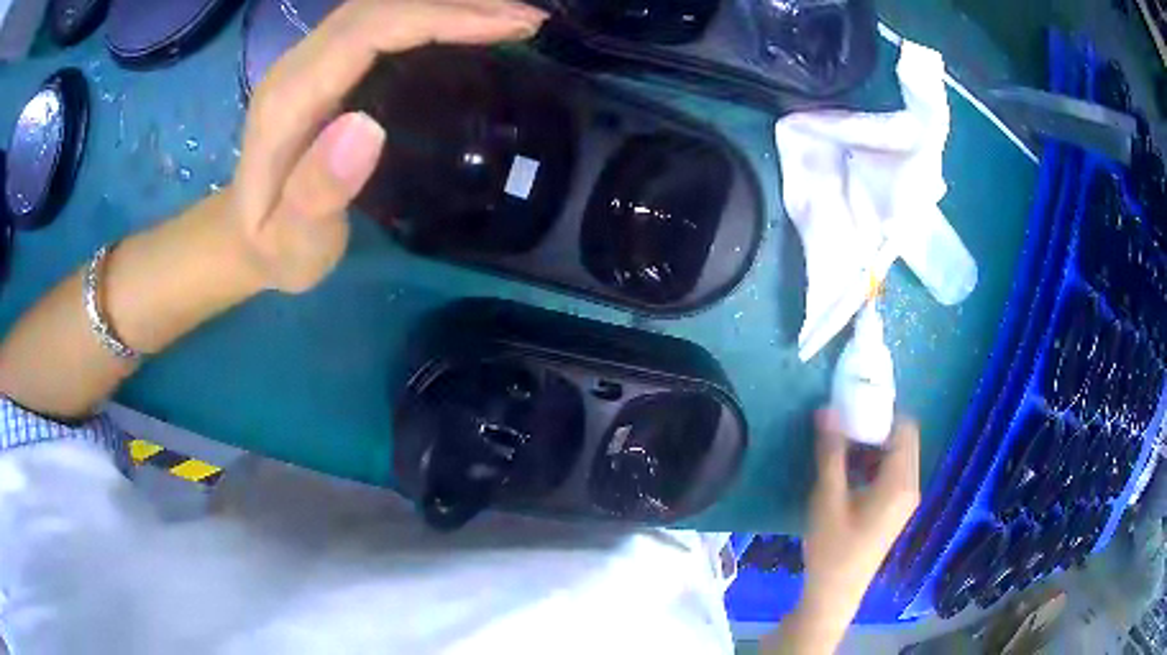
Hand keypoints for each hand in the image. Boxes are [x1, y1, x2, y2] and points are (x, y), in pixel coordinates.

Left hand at [226, 0, 546, 292]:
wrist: (241, 235)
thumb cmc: (274, 247)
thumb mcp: (293, 243)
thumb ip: (317, 194)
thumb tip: (366, 128)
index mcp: (290, 100)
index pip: (370, 31)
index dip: (441, 18)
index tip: (507, 28)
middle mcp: (298, 64)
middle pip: (380, 5)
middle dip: (459, 4)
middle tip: (526, 23)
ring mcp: (310, 59)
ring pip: (382, 5)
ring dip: (449, 4)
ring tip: (511, 20)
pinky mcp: (324, 63)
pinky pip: (381, 21)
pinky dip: (431, 15)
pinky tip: (467, 25)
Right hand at [803, 410, 920, 621]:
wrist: (835, 594)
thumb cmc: (833, 548)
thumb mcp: (828, 498)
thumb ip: (831, 453)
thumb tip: (827, 410)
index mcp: (901, 482)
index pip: (904, 428)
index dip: (882, 411)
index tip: (853, 404)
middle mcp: (910, 486)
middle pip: (902, 440)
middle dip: (874, 426)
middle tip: (842, 422)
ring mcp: (904, 499)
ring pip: (895, 456)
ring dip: (871, 445)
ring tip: (839, 445)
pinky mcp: (894, 509)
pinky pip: (890, 473)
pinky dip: (872, 463)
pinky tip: (846, 471)